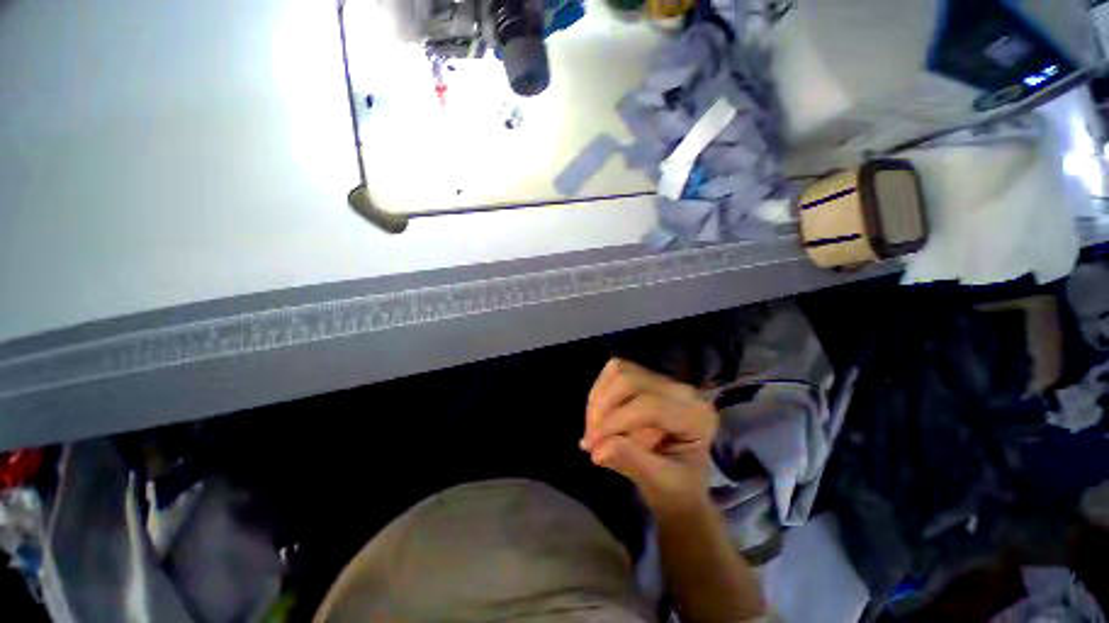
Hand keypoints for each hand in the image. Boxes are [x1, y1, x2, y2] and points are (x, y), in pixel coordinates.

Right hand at [580, 359, 718, 514]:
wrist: (681, 484)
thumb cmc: (677, 488)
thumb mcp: (662, 485)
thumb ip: (633, 463)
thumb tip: (599, 448)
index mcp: (696, 416)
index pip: (649, 406)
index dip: (616, 422)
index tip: (593, 447)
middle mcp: (682, 391)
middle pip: (629, 380)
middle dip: (603, 408)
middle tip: (591, 439)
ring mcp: (663, 380)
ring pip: (619, 371)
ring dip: (599, 400)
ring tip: (594, 429)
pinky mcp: (646, 377)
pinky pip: (615, 371)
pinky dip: (600, 392)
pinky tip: (598, 416)